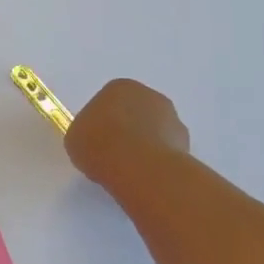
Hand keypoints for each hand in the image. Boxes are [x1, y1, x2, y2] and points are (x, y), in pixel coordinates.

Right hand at [65, 78, 191, 186]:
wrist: (137, 167)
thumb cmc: (98, 143)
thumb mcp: (75, 137)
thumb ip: (86, 132)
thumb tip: (97, 140)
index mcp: (120, 87)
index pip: (109, 100)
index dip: (102, 121)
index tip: (95, 139)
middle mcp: (150, 96)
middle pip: (136, 112)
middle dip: (128, 129)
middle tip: (112, 153)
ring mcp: (173, 119)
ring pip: (155, 131)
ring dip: (145, 145)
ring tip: (129, 169)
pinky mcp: (187, 144)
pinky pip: (167, 151)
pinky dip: (158, 161)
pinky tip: (145, 176)